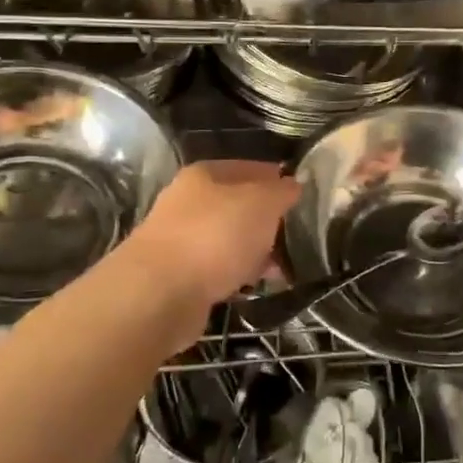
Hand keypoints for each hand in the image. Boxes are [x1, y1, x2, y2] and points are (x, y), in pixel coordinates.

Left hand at [121, 161, 298, 307]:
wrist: (159, 294)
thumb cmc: (215, 236)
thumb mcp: (261, 204)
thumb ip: (282, 192)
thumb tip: (293, 185)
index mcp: (204, 175)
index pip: (249, 168)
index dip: (277, 179)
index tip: (302, 196)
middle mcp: (188, 202)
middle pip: (238, 205)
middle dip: (268, 220)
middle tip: (298, 236)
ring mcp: (180, 239)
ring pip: (229, 239)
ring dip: (255, 251)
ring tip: (284, 268)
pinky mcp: (179, 276)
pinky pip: (219, 268)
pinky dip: (238, 274)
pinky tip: (256, 285)